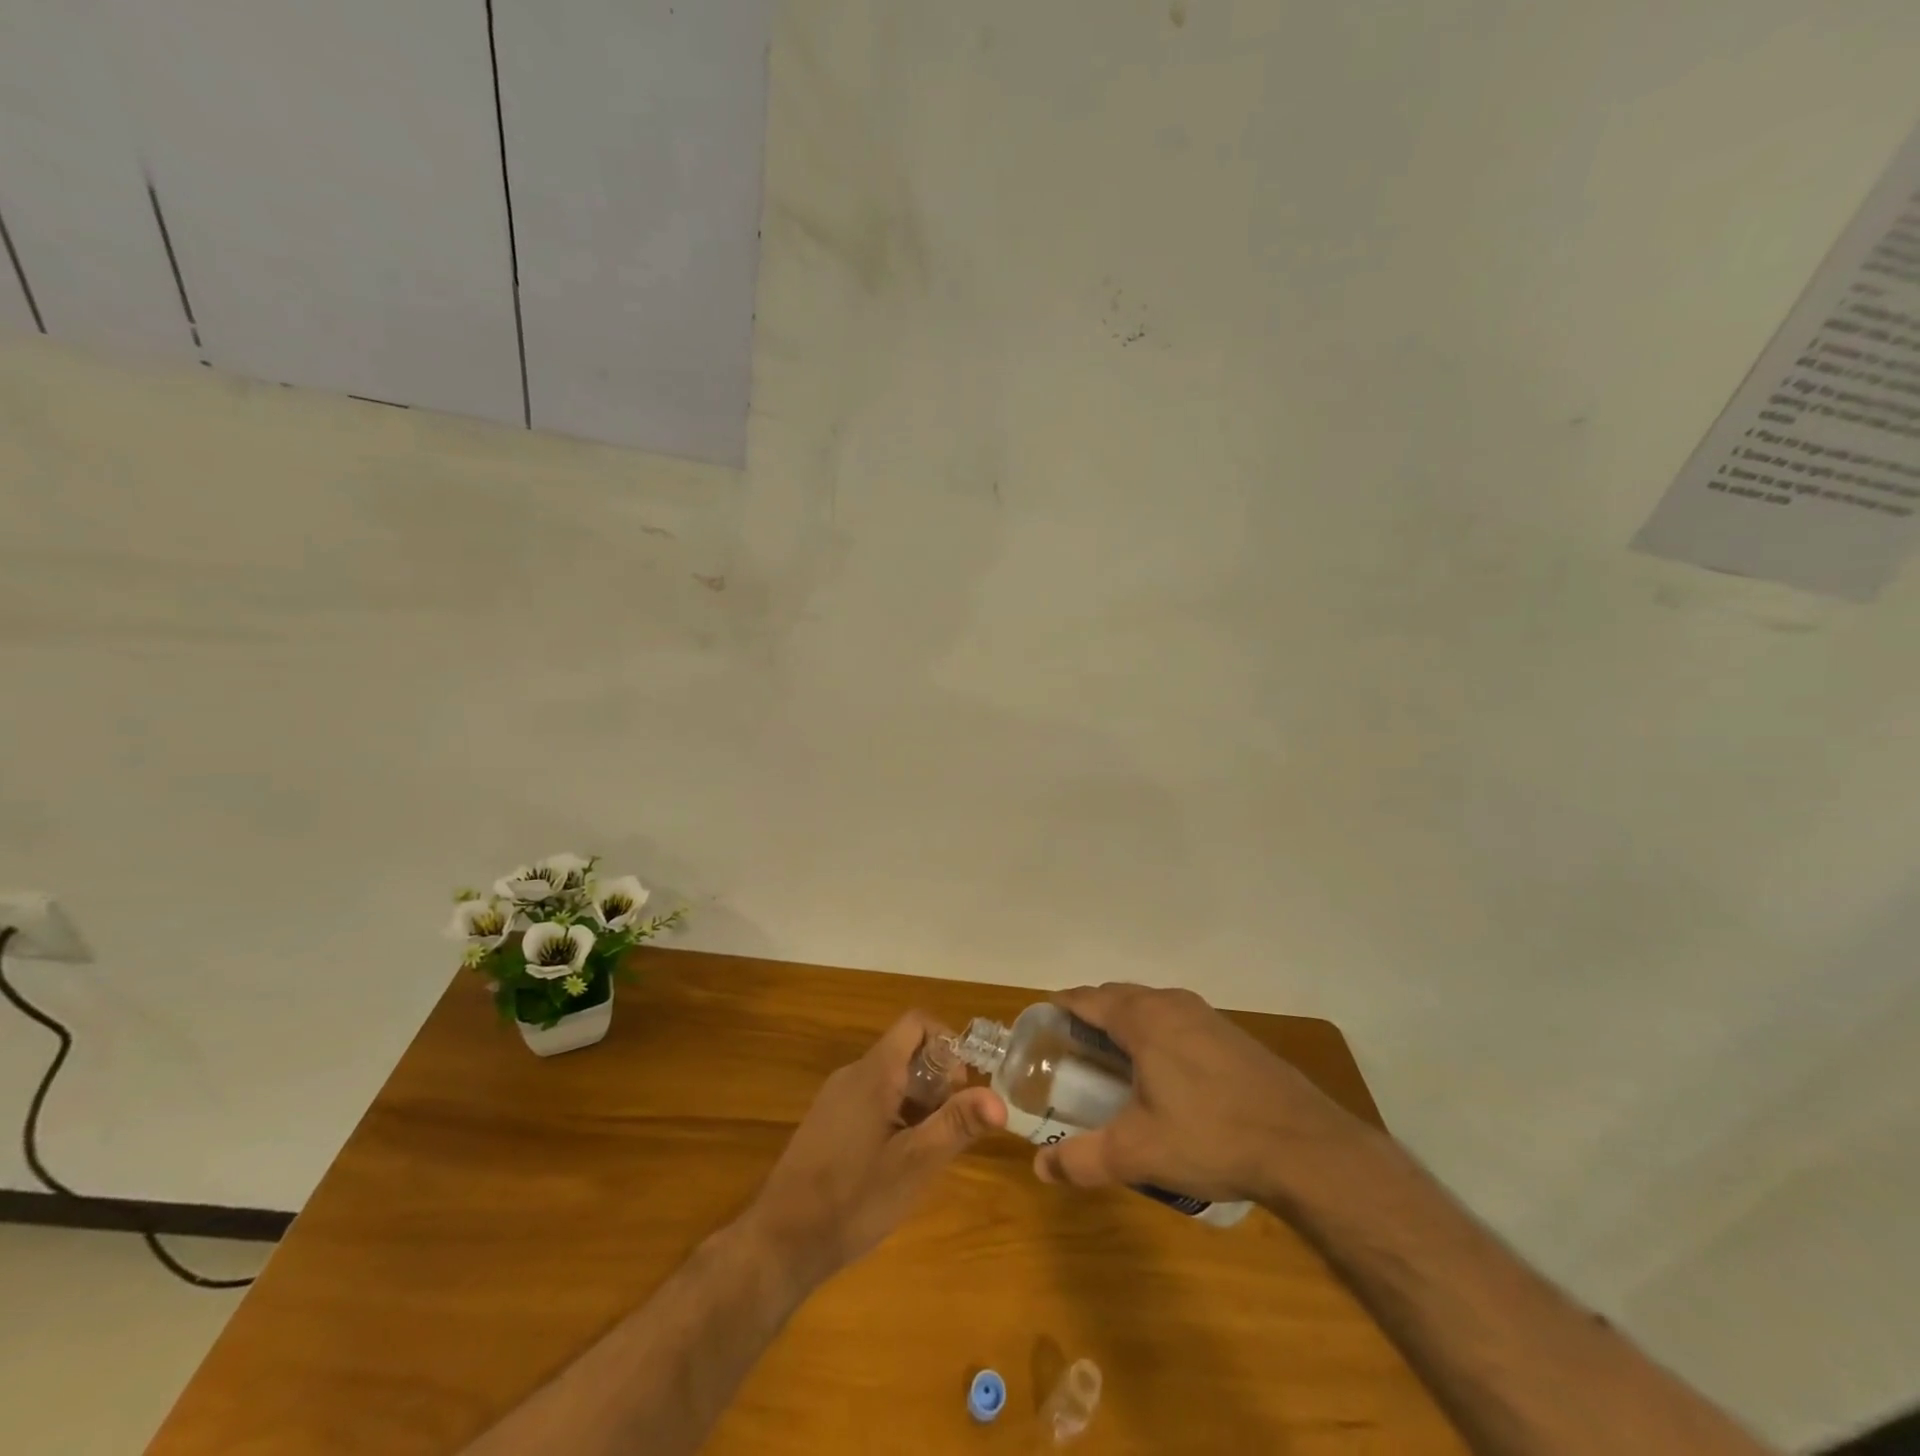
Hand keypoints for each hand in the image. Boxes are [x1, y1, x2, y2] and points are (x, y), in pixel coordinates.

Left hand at [745, 1011, 1005, 1286]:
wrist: (780, 1243)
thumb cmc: (852, 1199)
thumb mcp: (915, 1164)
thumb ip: (957, 1125)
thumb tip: (1001, 1100)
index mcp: (874, 1072)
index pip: (916, 1024)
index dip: (947, 1042)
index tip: (963, 1086)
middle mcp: (853, 1074)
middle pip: (906, 1052)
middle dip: (938, 1081)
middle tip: (951, 1128)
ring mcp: (836, 1098)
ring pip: (891, 1079)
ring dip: (919, 1103)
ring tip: (929, 1150)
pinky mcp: (828, 1122)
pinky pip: (872, 1100)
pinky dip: (896, 1116)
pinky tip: (897, 1162)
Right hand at [1033, 984, 1353, 1205]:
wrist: (1305, 1146)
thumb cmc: (1211, 1136)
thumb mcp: (1137, 1153)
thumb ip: (1083, 1159)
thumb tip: (1041, 1169)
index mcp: (1142, 1018)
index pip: (1087, 998)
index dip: (1060, 1008)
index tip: (1041, 1027)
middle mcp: (1172, 1004)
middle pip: (1118, 997)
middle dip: (1090, 1015)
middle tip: (1072, 1050)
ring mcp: (1206, 1016)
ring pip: (1151, 1006)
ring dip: (1127, 1023)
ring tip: (1114, 1062)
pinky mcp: (1232, 1034)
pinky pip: (1179, 1020)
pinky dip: (1158, 1033)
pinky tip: (1166, 1074)